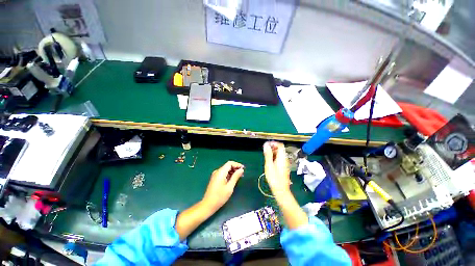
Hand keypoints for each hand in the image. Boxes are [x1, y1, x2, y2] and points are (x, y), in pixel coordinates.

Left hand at [202, 161, 243, 211]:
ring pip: (226, 170)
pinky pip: (223, 173)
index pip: (229, 163)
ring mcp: (215, 175)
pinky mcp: (215, 179)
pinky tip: (233, 179)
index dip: (237, 164)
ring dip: (232, 172)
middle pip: (227, 166)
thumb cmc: (220, 197)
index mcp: (220, 172)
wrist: (208, 205)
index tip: (243, 168)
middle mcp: (217, 171)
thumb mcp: (230, 187)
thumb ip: (236, 177)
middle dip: (235, 168)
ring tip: (239, 177)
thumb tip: (241, 170)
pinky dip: (229, 175)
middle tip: (242, 174)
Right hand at [263, 141, 290, 195]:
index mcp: (282, 157)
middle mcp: (285, 159)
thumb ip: (268, 154)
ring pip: (279, 154)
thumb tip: (266, 145)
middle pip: (280, 149)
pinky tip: (269, 161)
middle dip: (272, 147)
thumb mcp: (269, 165)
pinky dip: (274, 157)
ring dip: (272, 152)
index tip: (266, 145)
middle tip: (264, 150)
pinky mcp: (283, 167)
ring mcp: (285, 163)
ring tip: (265, 155)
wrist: (281, 190)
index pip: (280, 145)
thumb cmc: (274, 178)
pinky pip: (279, 158)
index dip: (273, 143)